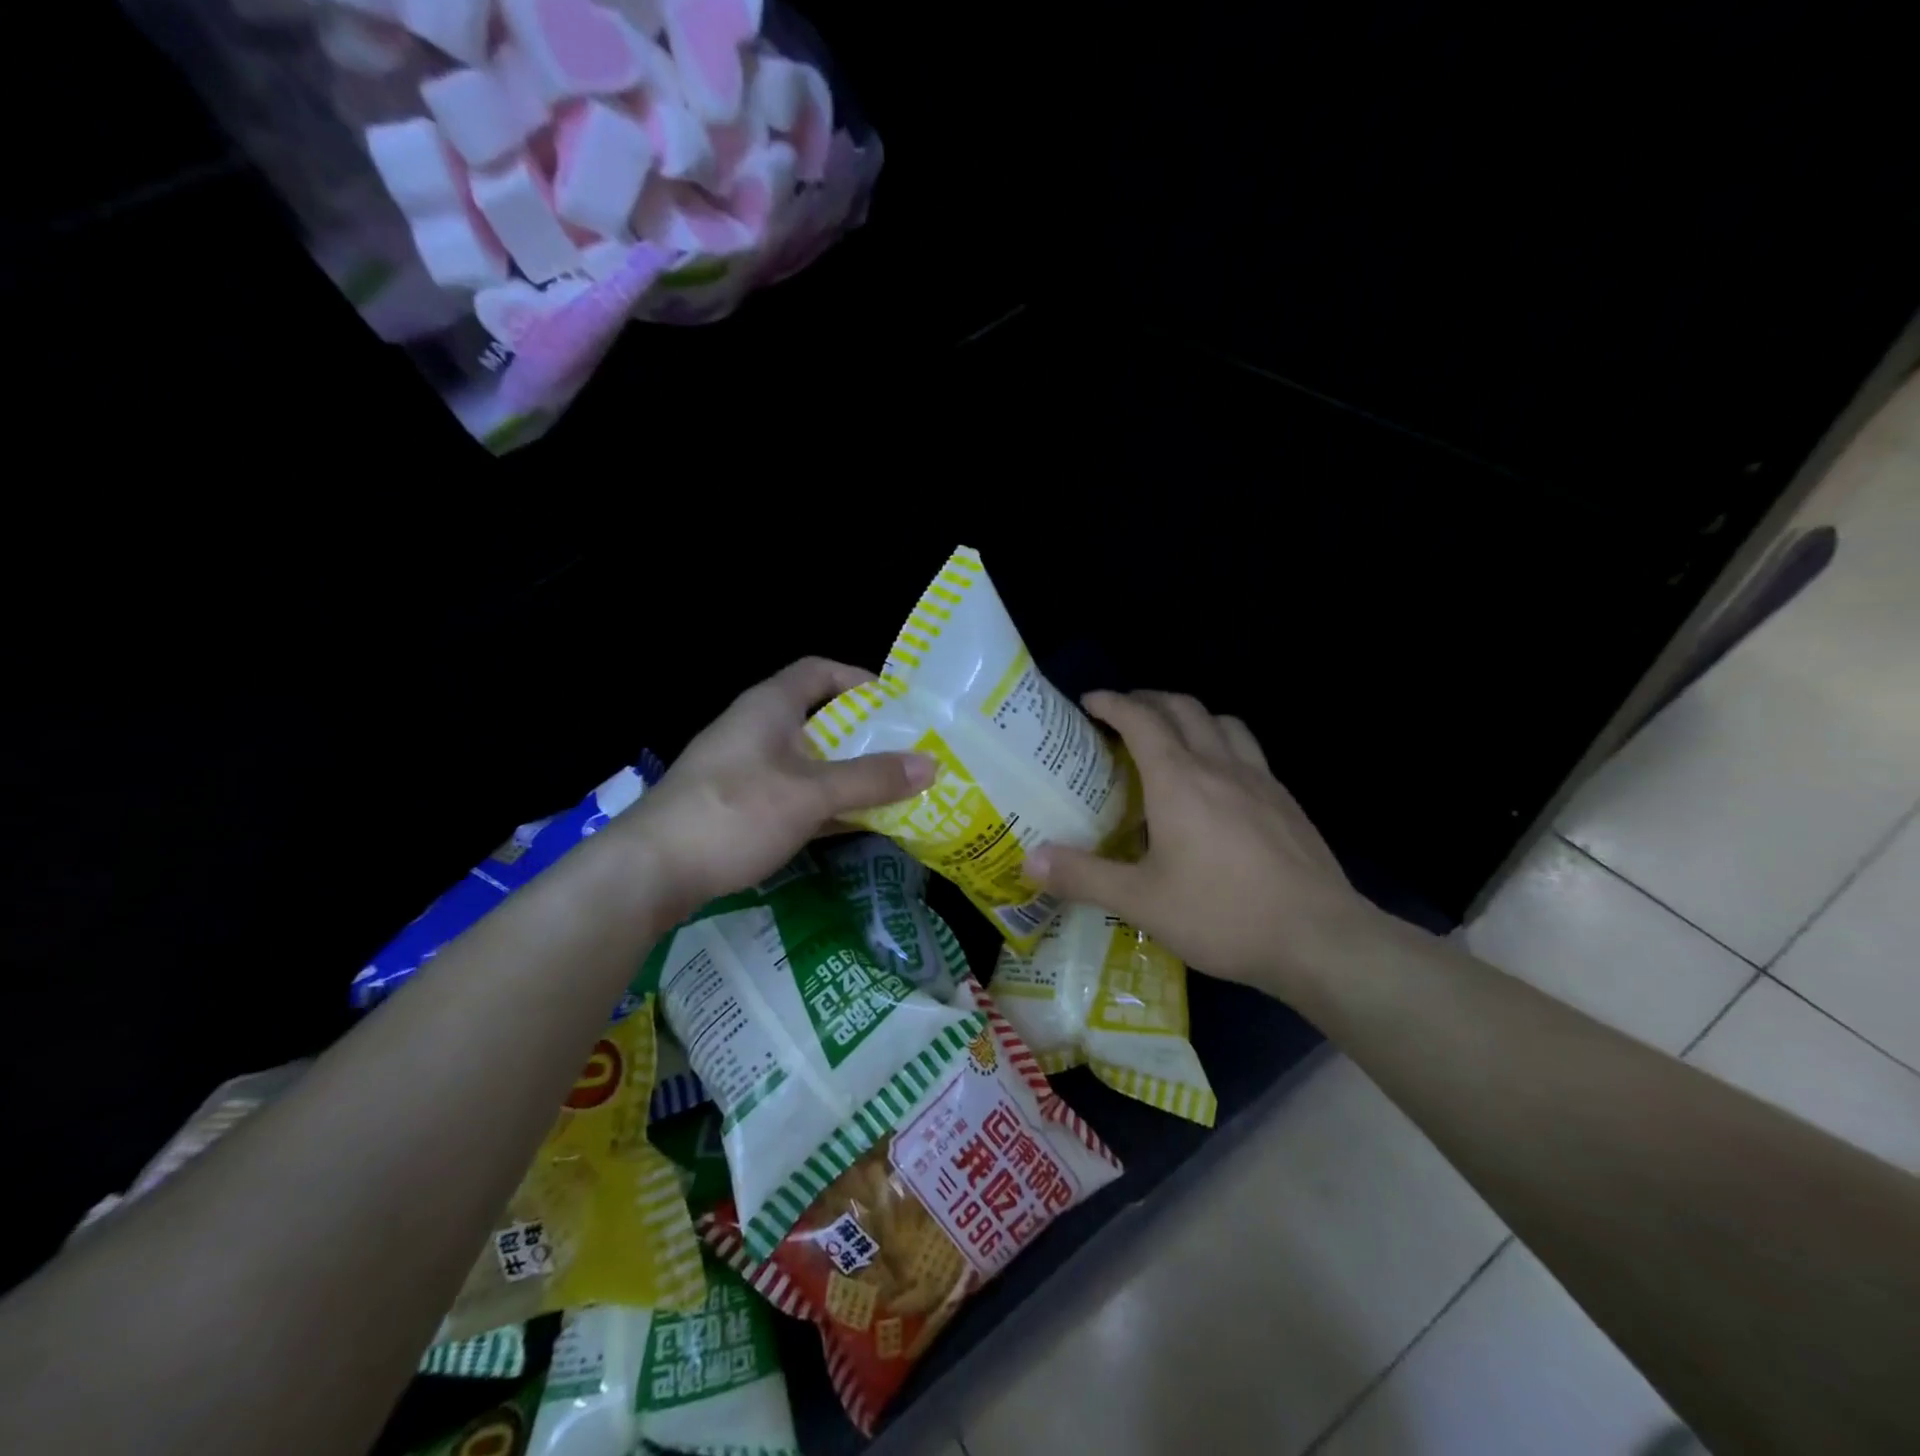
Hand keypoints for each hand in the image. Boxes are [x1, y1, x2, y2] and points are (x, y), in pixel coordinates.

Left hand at [615, 658, 932, 921]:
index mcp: (769, 707)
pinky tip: (856, 824)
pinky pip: (794, 795)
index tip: (897, 704)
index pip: (819, 671)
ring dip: (847, 773)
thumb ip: (871, 779)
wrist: (651, 871)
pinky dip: (825, 804)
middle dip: (863, 735)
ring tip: (893, 789)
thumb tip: (931, 764)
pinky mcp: (738, 807)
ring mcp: (745, 770)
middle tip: (906, 753)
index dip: (859, 680)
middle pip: (819, 719)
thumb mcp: (811, 794)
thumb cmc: (734, 813)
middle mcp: (756, 730)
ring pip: (808, 761)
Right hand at [1024, 691, 1381, 997]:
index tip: (1089, 702)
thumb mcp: (1140, 902)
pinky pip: (1249, 751)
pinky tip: (1219, 784)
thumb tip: (1028, 861)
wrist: (1319, 939)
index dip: (1112, 702)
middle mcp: (1219, 767)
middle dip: (1149, 700)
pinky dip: (1223, 744)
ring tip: (1173, 737)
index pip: (1141, 719)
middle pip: (1184, 708)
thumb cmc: (1222, 915)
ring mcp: (1260, 781)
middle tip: (1123, 715)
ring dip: (1192, 716)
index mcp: (1179, 780)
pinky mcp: (1286, 802)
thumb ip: (1083, 877)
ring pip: (1223, 723)